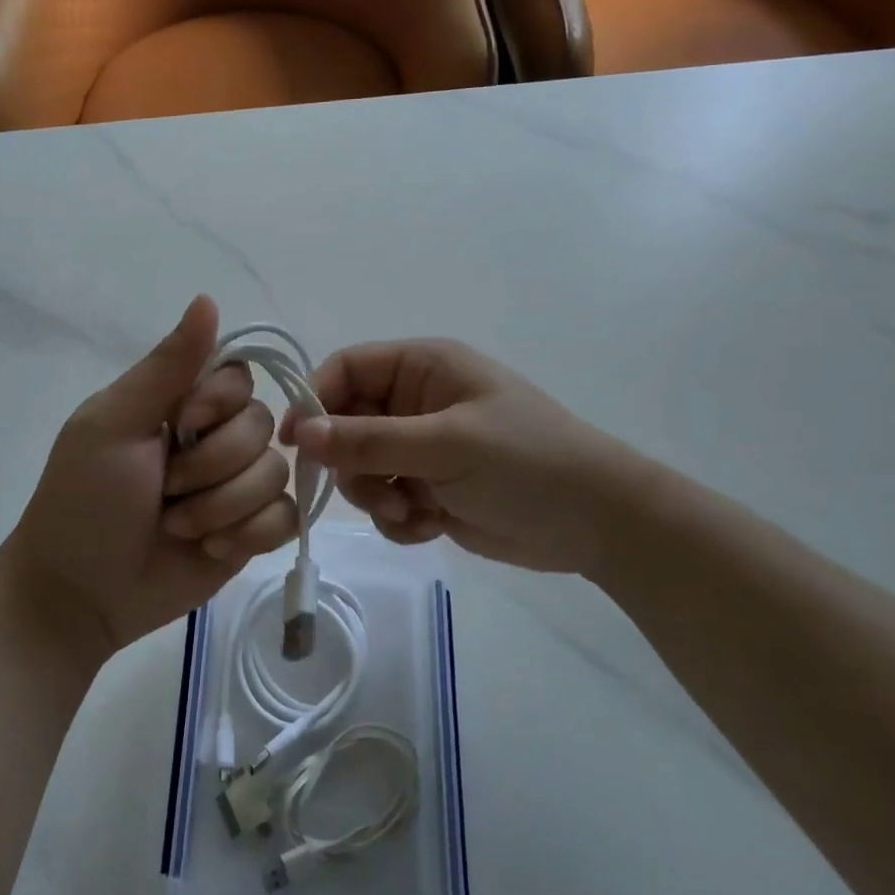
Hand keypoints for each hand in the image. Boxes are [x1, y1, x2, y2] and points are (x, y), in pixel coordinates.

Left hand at [5, 296, 300, 657]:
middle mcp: (217, 438)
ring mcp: (238, 486)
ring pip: (276, 474)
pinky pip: (286, 517)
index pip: (239, 377)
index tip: (179, 425)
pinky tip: (210, 549)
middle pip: (263, 427)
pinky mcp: (252, 532)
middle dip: (211, 467)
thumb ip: (166, 365)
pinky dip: (248, 535)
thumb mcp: (114, 423)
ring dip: (222, 507)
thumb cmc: (85, 499)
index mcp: (182, 403)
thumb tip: (207, 298)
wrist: (80, 594)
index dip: (219, 404)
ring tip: (178, 527)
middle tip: (164, 491)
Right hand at [283, 339, 659, 576]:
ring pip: (362, 467)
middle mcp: (416, 401)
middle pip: (346, 423)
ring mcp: (423, 446)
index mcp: (422, 368)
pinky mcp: (431, 487)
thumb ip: (368, 440)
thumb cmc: (525, 462)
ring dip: (376, 495)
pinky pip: (387, 499)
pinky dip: (398, 517)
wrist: (598, 523)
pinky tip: (428, 526)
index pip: (345, 369)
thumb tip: (300, 433)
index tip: (296, 444)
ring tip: (412, 512)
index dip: (315, 400)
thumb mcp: (444, 445)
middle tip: (375, 492)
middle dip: (353, 463)